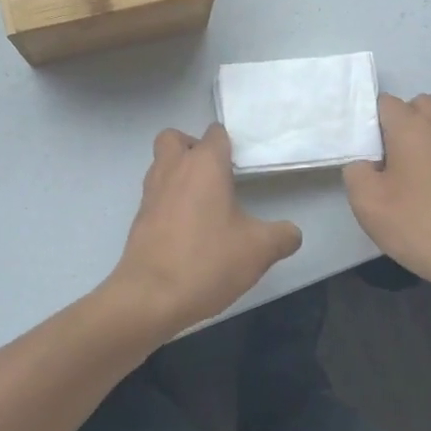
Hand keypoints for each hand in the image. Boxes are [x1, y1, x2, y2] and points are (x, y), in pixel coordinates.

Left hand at [106, 125, 302, 337]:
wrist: (150, 297)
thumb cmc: (207, 261)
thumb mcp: (259, 250)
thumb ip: (282, 236)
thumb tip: (291, 233)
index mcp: (204, 165)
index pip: (215, 133)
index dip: (229, 143)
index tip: (242, 164)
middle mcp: (173, 169)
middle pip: (175, 138)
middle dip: (192, 147)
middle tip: (215, 174)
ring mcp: (151, 193)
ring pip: (161, 165)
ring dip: (179, 173)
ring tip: (205, 203)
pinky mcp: (139, 218)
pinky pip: (155, 194)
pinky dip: (169, 201)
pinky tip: (189, 229)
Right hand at [344, 94, 430, 298]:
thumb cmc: (420, 225)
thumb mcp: (367, 202)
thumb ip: (356, 172)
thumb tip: (366, 164)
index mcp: (413, 127)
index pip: (385, 103)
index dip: (369, 122)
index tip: (362, 152)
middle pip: (418, 106)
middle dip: (399, 124)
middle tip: (386, 160)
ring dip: (422, 143)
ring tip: (409, 181)